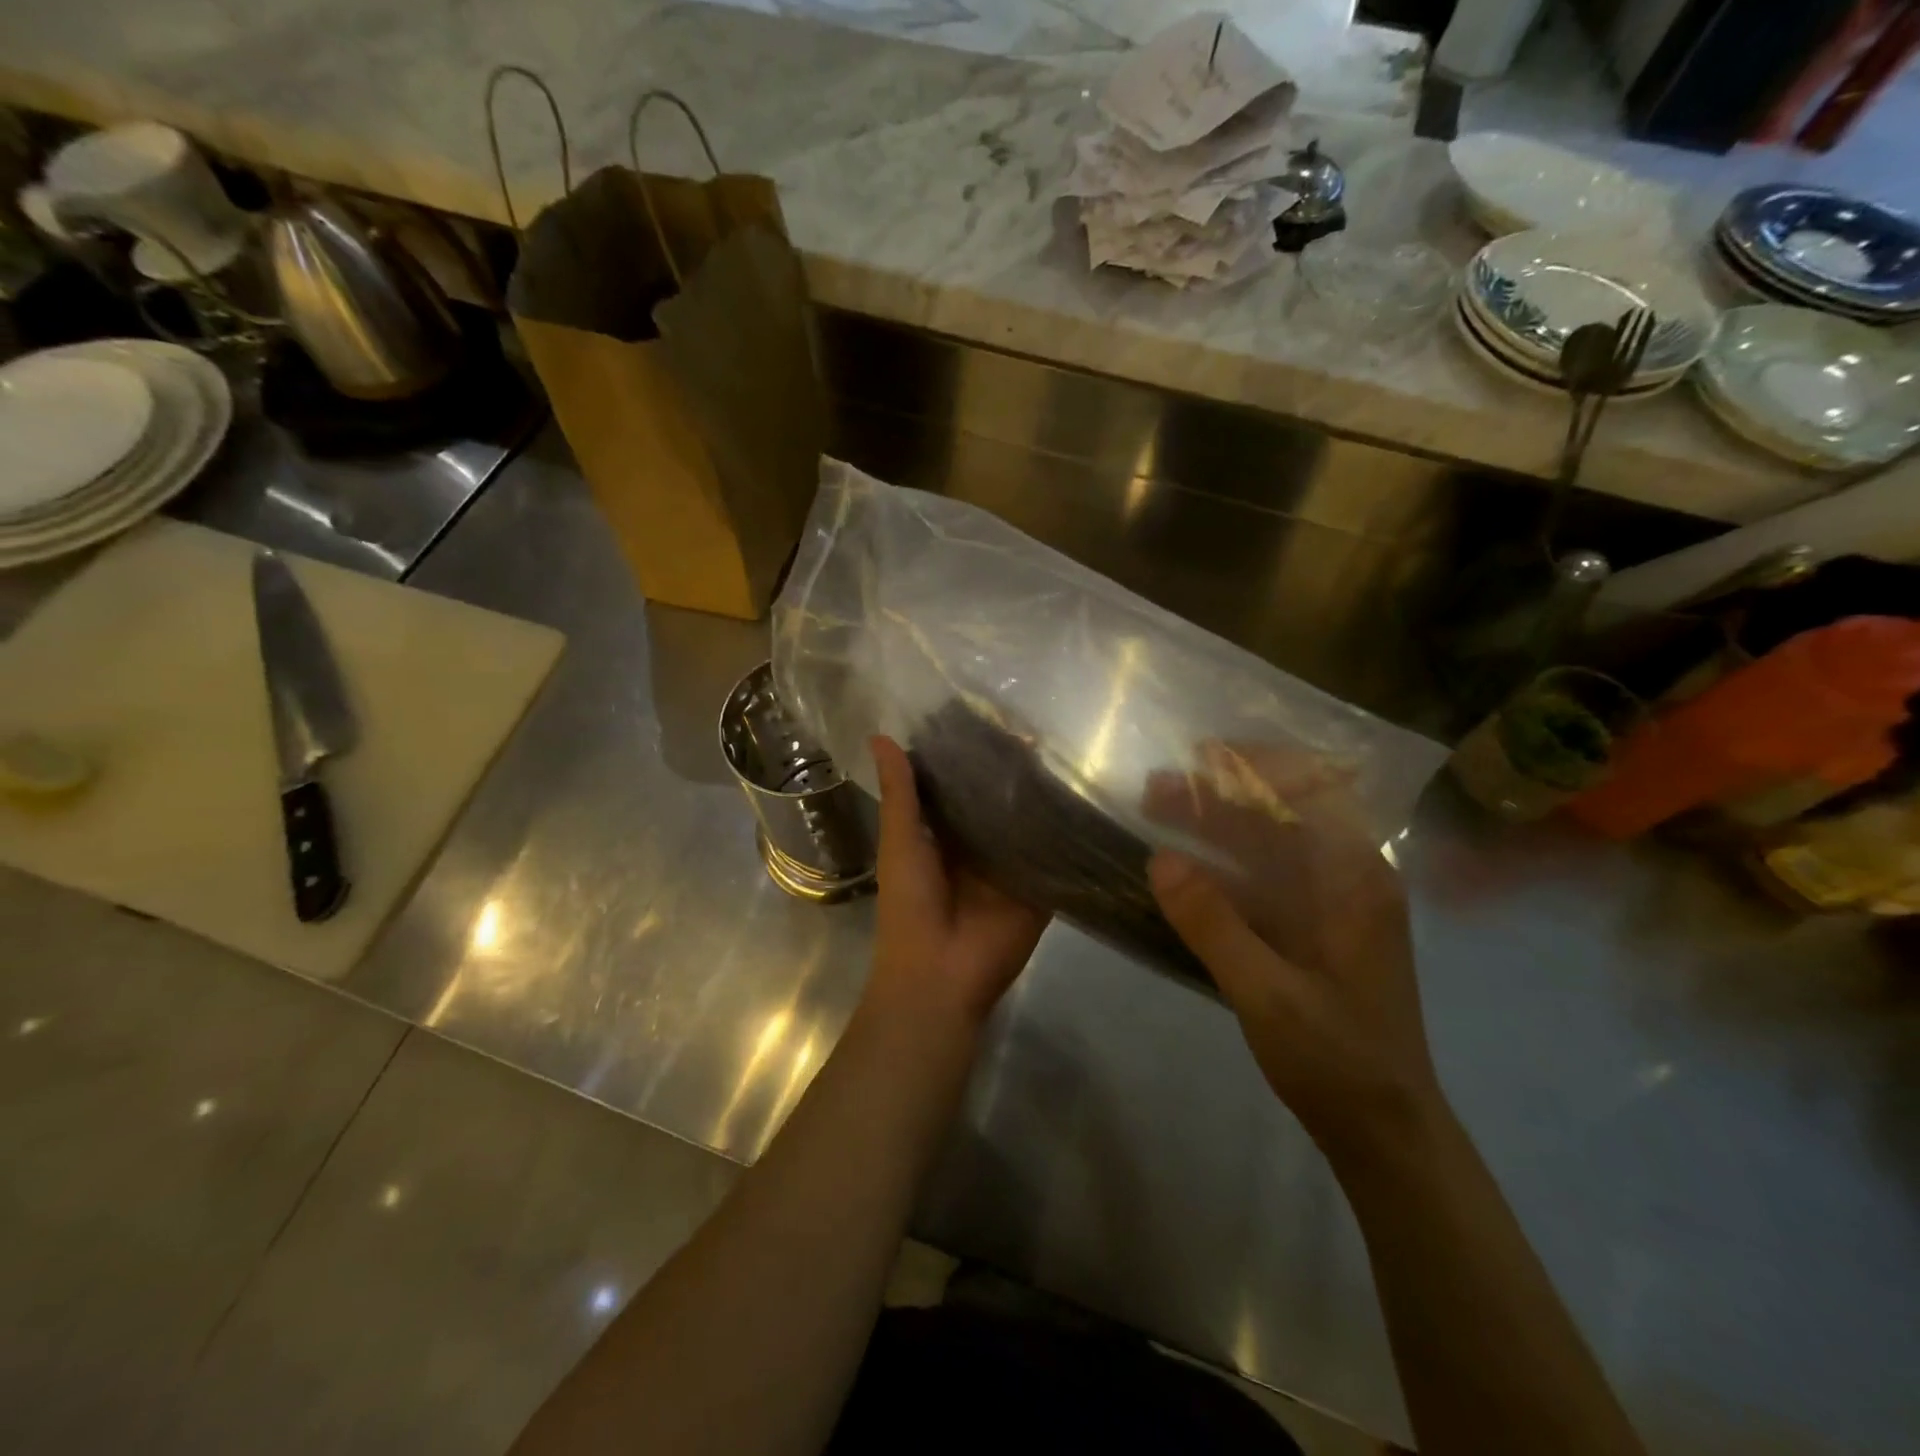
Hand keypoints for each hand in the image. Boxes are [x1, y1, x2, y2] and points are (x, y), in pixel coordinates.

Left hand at [863, 735, 1047, 1038]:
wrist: (941, 975)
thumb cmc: (911, 904)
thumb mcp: (901, 841)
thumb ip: (899, 792)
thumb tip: (880, 736)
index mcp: (941, 833)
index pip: (958, 785)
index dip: (970, 755)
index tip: (989, 715)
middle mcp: (977, 844)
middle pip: (996, 800)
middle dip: (1011, 771)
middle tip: (1036, 726)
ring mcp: (1010, 864)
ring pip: (1027, 822)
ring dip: (1040, 794)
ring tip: (1064, 749)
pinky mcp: (1038, 885)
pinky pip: (1052, 853)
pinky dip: (1064, 830)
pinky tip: (1084, 794)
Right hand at [1145, 743, 1442, 1154]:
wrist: (1385, 1132)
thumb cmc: (1338, 1060)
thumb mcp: (1268, 994)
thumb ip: (1213, 924)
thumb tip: (1158, 857)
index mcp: (1357, 880)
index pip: (1314, 791)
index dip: (1258, 764)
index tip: (1199, 755)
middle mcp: (1350, 879)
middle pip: (1284, 813)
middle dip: (1219, 793)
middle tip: (1154, 788)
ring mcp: (1332, 905)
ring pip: (1270, 843)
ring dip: (1216, 823)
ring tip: (1157, 811)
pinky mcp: (1313, 930)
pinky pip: (1265, 877)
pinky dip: (1223, 862)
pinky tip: (1184, 864)